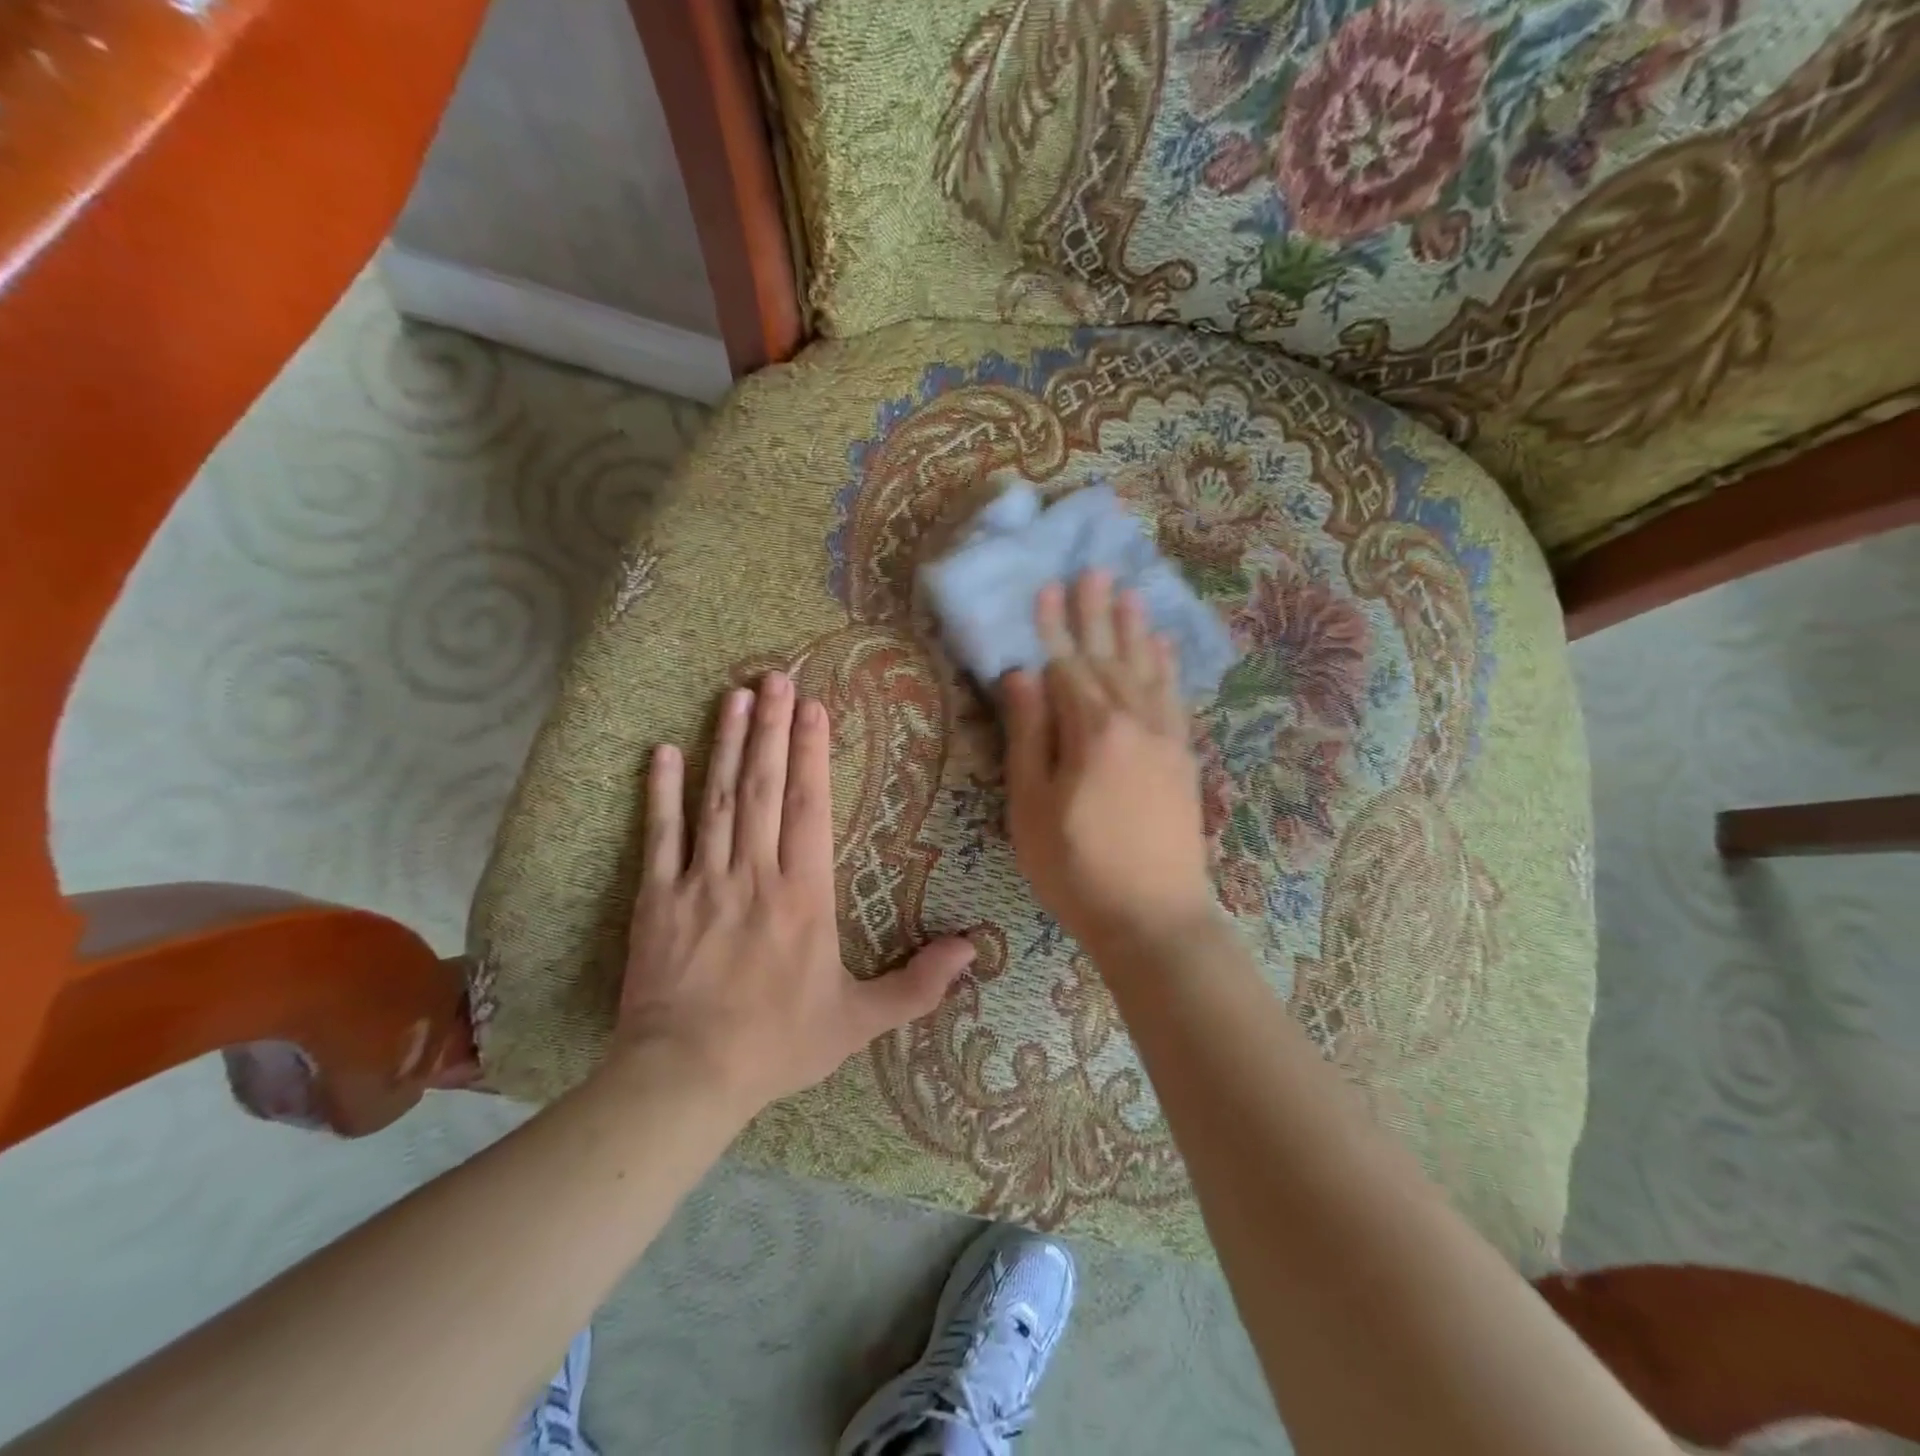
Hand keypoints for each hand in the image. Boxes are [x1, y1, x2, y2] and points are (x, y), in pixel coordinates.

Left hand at [614, 672, 976, 1113]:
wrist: (686, 1077)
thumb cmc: (778, 1044)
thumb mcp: (859, 1021)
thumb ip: (918, 985)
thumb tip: (973, 951)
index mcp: (804, 894)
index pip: (809, 806)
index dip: (810, 753)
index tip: (812, 708)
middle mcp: (755, 873)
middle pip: (763, 786)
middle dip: (770, 728)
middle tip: (774, 677)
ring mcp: (702, 881)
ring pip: (718, 798)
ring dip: (726, 744)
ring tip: (735, 696)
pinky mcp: (658, 898)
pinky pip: (660, 836)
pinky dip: (661, 792)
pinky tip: (664, 752)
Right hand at [1001, 572, 1221, 955]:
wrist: (1154, 918)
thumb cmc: (1076, 868)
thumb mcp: (1032, 806)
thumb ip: (1029, 735)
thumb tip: (1021, 674)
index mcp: (1091, 731)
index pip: (1067, 665)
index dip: (1055, 627)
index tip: (1049, 587)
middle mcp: (1134, 722)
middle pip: (1110, 657)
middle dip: (1098, 613)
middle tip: (1094, 570)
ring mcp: (1165, 738)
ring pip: (1147, 670)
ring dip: (1135, 629)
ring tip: (1130, 592)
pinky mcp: (1184, 758)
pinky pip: (1175, 698)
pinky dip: (1168, 667)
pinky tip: (1164, 647)